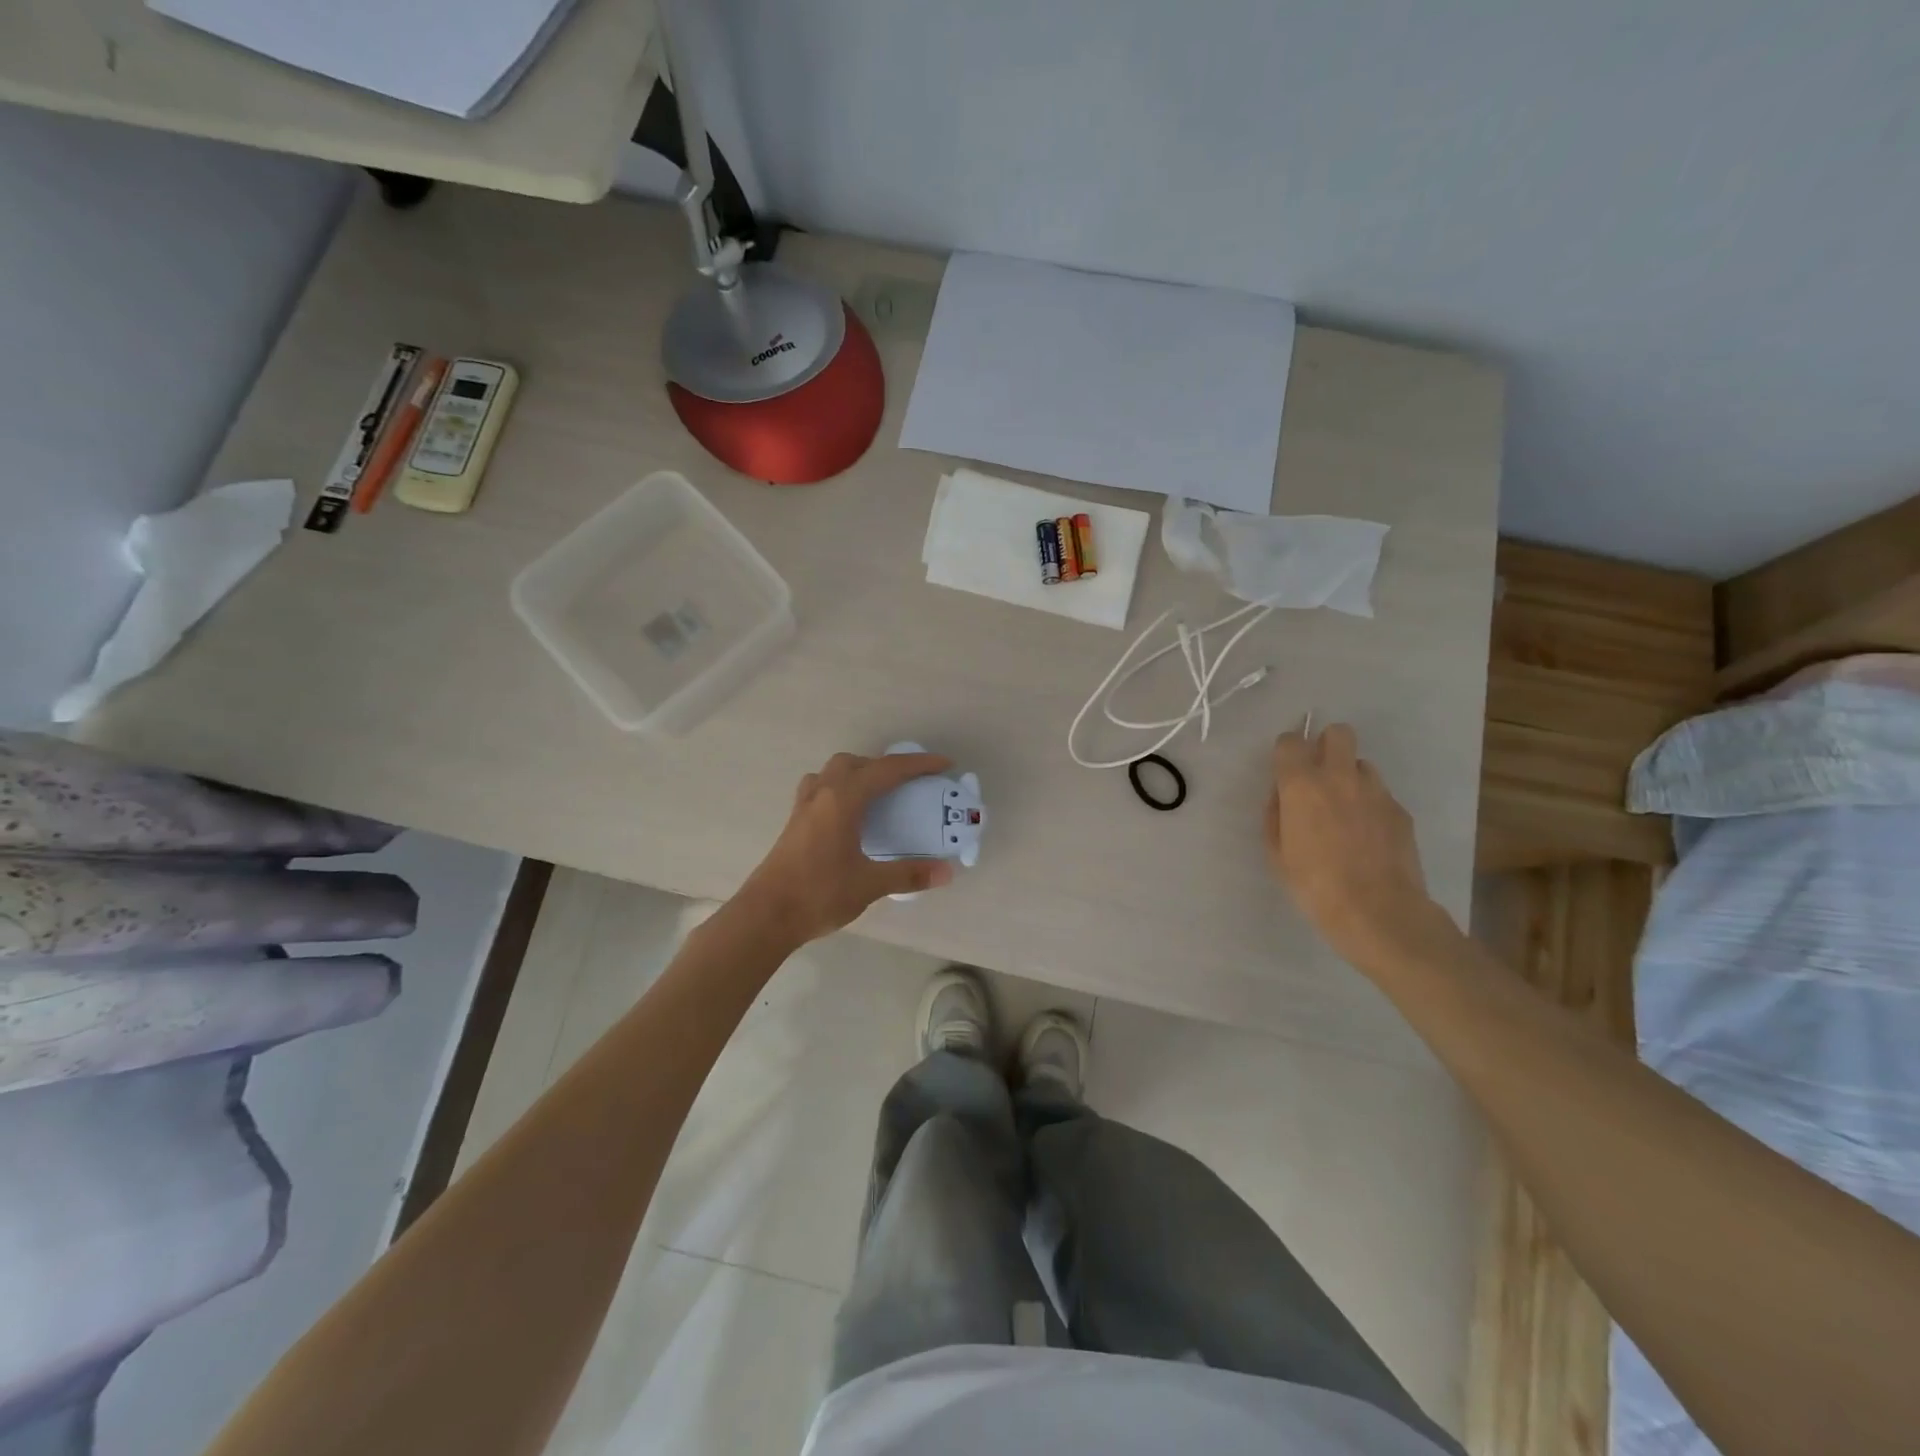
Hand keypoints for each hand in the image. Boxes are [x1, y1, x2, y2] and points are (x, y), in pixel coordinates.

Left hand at [736, 751, 957, 945]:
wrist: (766, 915)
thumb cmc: (819, 894)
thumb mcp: (869, 884)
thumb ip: (909, 874)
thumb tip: (947, 872)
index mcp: (843, 800)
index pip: (886, 771)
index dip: (918, 765)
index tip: (944, 764)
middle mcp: (822, 794)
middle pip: (855, 763)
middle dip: (884, 766)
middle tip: (908, 784)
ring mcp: (803, 807)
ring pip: (832, 772)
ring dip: (857, 773)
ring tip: (877, 795)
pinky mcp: (794, 823)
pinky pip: (819, 789)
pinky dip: (840, 789)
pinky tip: (848, 816)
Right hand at [1264, 722, 1439, 965]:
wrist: (1378, 911)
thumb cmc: (1314, 885)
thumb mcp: (1277, 853)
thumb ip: (1275, 816)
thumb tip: (1281, 798)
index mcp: (1302, 785)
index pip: (1290, 741)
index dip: (1285, 752)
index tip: (1284, 772)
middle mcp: (1339, 777)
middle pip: (1338, 733)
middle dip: (1326, 745)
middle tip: (1319, 776)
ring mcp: (1376, 792)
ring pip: (1362, 764)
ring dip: (1350, 777)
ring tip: (1345, 809)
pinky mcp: (1400, 811)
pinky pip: (1380, 795)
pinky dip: (1370, 805)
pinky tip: (1367, 836)